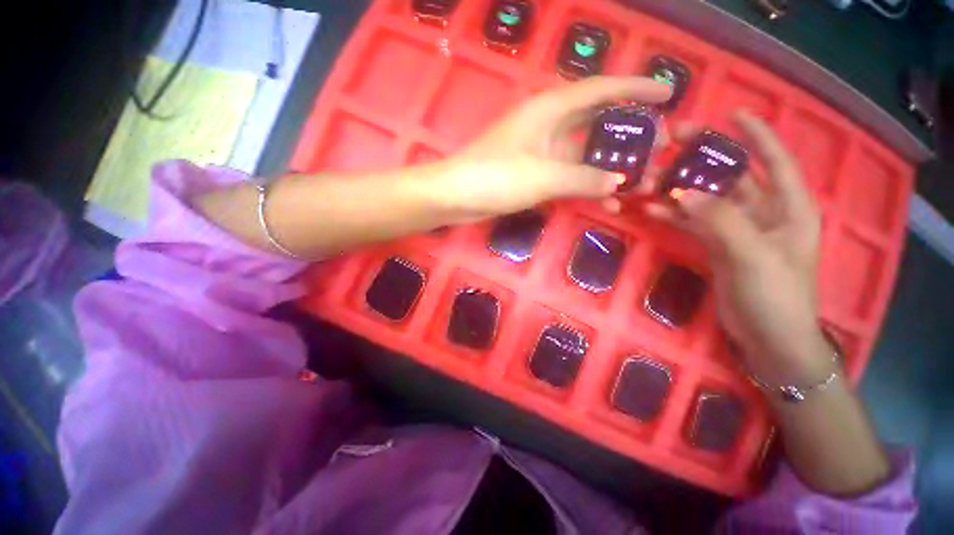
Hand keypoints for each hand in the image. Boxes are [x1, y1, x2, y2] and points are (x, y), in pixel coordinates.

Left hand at [434, 76, 671, 220]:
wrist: (457, 195)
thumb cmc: (495, 177)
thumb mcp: (543, 176)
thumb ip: (582, 178)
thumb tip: (617, 183)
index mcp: (550, 110)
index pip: (602, 90)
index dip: (636, 89)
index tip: (668, 92)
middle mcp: (548, 125)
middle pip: (597, 122)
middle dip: (628, 132)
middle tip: (660, 144)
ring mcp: (541, 151)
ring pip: (583, 153)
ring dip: (609, 166)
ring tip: (641, 179)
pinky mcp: (534, 173)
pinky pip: (567, 174)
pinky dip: (586, 185)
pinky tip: (605, 200)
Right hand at [646, 112, 828, 383]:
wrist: (767, 338)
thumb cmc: (776, 296)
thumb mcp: (754, 256)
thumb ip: (721, 221)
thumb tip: (684, 193)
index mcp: (788, 207)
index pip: (774, 160)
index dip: (756, 135)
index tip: (733, 113)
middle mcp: (764, 213)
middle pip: (731, 177)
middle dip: (704, 160)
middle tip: (672, 144)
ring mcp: (737, 231)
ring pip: (706, 201)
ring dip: (680, 191)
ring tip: (650, 180)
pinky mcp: (716, 246)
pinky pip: (693, 223)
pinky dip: (674, 216)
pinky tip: (652, 210)